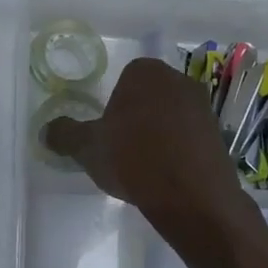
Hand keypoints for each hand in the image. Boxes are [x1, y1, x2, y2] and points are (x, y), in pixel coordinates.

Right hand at [43, 58, 247, 224]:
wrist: (191, 195)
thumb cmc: (133, 158)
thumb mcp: (86, 148)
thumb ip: (64, 135)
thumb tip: (47, 130)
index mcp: (145, 73)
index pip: (124, 78)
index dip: (112, 105)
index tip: (106, 131)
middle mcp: (179, 80)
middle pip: (148, 95)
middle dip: (136, 116)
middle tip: (121, 147)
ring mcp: (203, 107)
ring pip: (170, 116)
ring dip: (158, 133)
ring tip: (143, 165)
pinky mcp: (219, 135)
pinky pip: (189, 137)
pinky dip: (177, 150)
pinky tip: (166, 175)